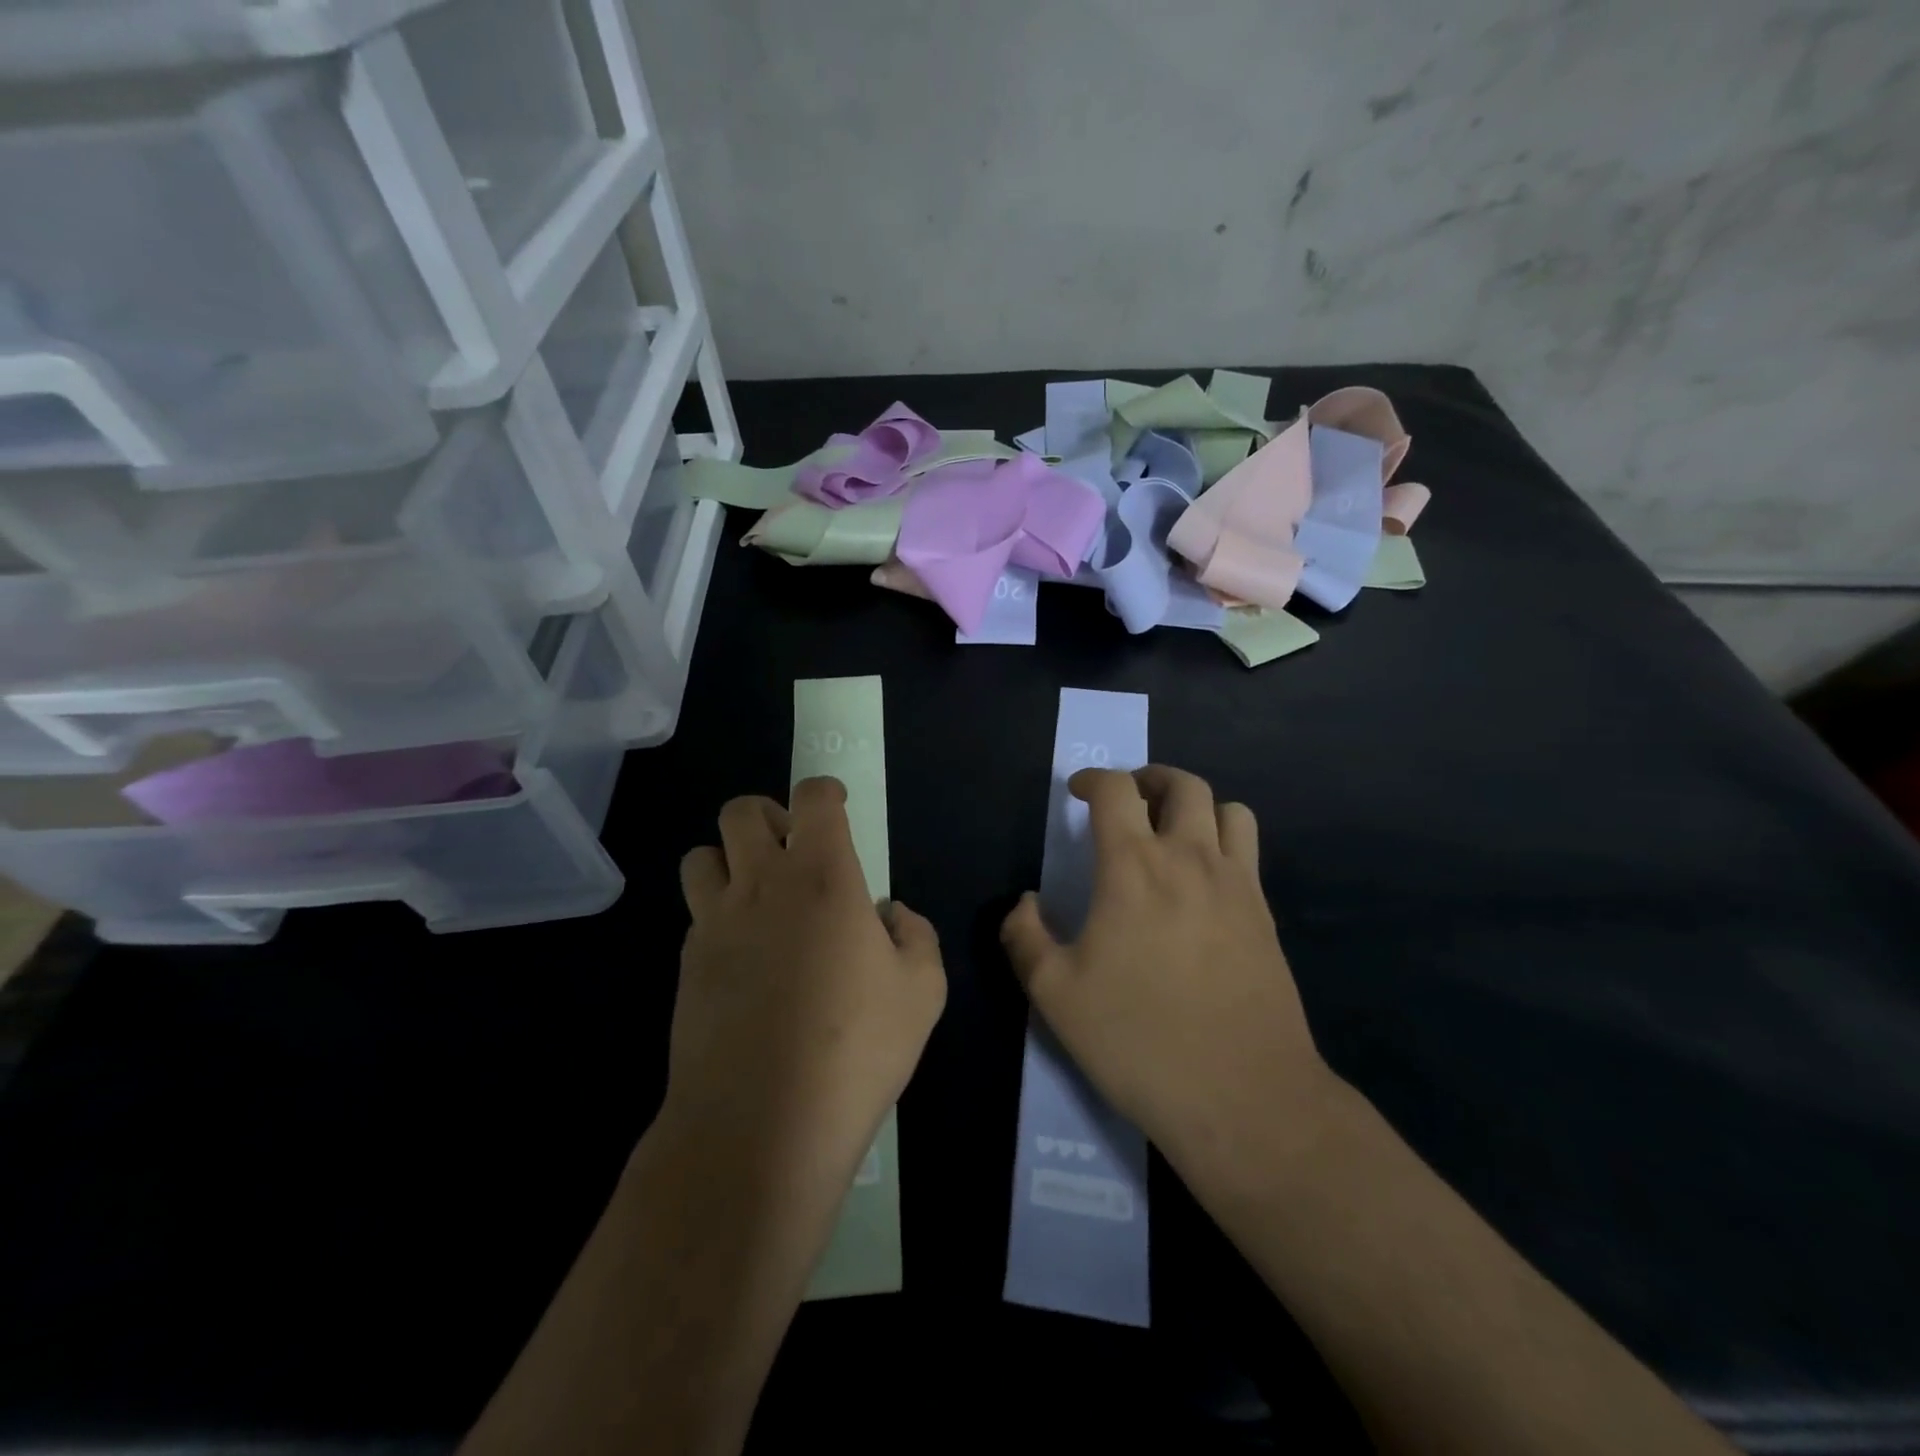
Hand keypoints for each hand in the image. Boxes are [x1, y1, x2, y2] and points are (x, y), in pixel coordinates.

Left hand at [670, 777, 946, 1196]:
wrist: (761, 1123)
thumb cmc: (856, 1048)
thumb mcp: (922, 991)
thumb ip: (915, 936)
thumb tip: (890, 915)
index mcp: (823, 876)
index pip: (813, 798)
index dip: (826, 792)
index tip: (836, 808)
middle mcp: (761, 883)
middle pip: (742, 812)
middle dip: (770, 816)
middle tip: (795, 851)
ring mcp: (715, 923)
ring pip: (702, 855)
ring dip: (730, 859)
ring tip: (759, 895)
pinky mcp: (687, 964)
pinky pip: (697, 913)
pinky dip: (719, 914)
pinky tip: (745, 956)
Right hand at [1000, 766, 1337, 1175]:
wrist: (1243, 1096)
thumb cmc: (1138, 1039)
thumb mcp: (1055, 995)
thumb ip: (1026, 937)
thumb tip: (1024, 902)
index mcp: (1134, 867)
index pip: (1115, 790)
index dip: (1092, 779)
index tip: (1076, 792)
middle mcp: (1190, 859)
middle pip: (1182, 785)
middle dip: (1150, 779)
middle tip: (1128, 801)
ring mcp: (1237, 884)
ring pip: (1228, 809)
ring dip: (1196, 806)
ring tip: (1173, 831)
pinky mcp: (1265, 914)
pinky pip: (1249, 850)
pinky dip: (1225, 841)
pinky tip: (1204, 882)